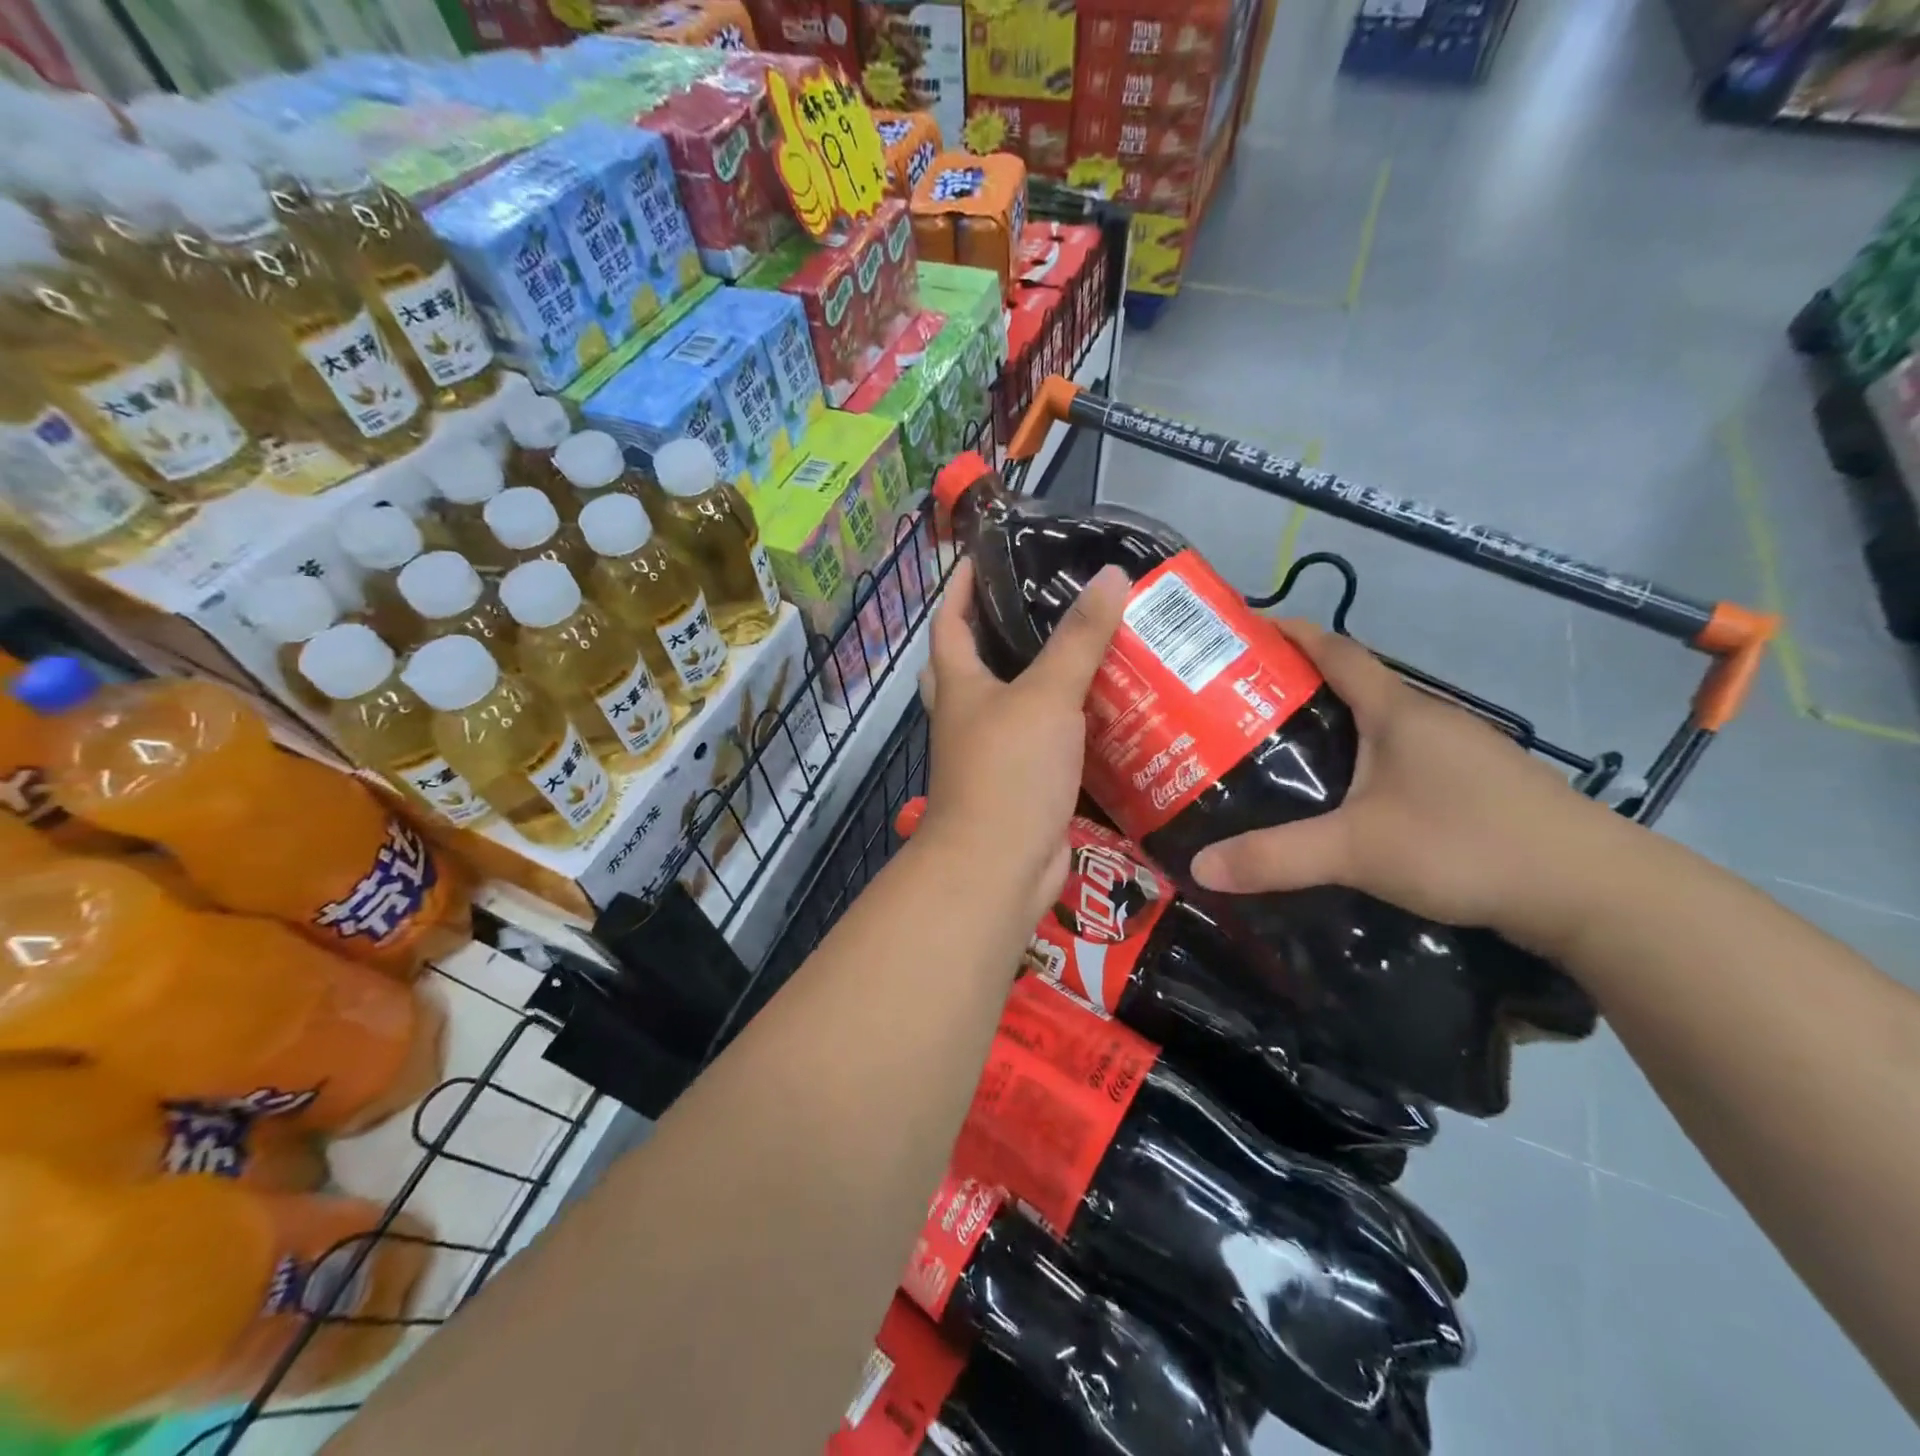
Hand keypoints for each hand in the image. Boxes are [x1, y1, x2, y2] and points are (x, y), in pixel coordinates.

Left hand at [916, 557, 1130, 922]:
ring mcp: (993, 753)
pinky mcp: (1023, 783)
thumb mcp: (1046, 696)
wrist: (999, 867)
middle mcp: (968, 716)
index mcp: (959, 686)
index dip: (958, 585)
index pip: (948, 621)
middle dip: (998, 629)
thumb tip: (1111, 575)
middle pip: (973, 661)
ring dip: (1043, 676)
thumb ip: (1079, 639)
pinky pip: (1046, 740)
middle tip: (1046, 599)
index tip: (983, 554)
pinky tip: (1106, 708)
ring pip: (1015, 702)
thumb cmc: (1009, 772)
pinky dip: (1068, 723)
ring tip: (1091, 644)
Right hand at [1189, 619, 1625, 954]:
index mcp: (1397, 711)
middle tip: (1235, 710)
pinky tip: (1342, 799)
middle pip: (1351, 686)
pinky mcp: (1474, 786)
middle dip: (1293, 688)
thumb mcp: (1357, 850)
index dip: (1288, 634)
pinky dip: (1360, 762)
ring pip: (1376, 726)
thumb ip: (1275, 857)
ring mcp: (1458, 752)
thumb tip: (1199, 867)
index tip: (1242, 634)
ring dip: (1328, 729)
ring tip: (1275, 753)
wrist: (1594, 892)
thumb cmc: (1467, 845)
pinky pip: (1399, 757)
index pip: (1334, 650)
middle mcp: (1428, 719)